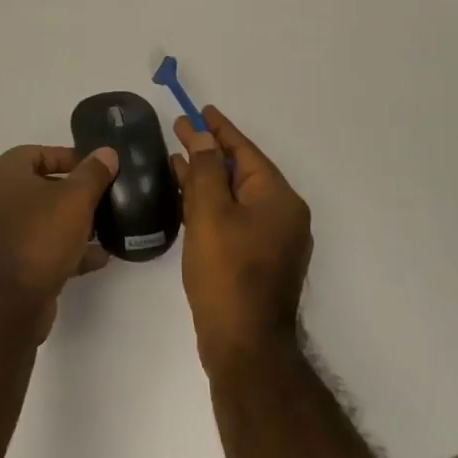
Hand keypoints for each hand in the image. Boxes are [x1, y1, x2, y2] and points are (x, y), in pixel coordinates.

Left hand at [0, 144, 117, 339]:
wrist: (8, 304)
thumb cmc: (40, 237)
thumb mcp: (75, 199)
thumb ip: (93, 173)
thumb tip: (106, 152)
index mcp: (3, 174)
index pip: (39, 153)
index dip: (70, 158)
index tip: (98, 170)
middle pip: (41, 187)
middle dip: (75, 193)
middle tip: (104, 198)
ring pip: (42, 220)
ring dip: (73, 224)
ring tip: (106, 229)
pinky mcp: (8, 264)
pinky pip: (41, 248)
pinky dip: (66, 250)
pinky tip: (98, 258)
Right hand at [171, 106, 311, 376]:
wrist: (244, 347)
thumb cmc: (227, 273)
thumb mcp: (210, 213)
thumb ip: (204, 170)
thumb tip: (200, 137)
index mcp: (279, 199)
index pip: (245, 151)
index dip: (219, 129)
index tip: (200, 110)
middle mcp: (282, 215)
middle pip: (241, 171)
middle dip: (209, 151)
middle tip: (179, 130)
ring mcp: (272, 240)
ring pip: (235, 196)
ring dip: (206, 177)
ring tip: (175, 159)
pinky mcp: (258, 260)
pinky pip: (233, 218)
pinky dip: (211, 204)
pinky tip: (186, 199)